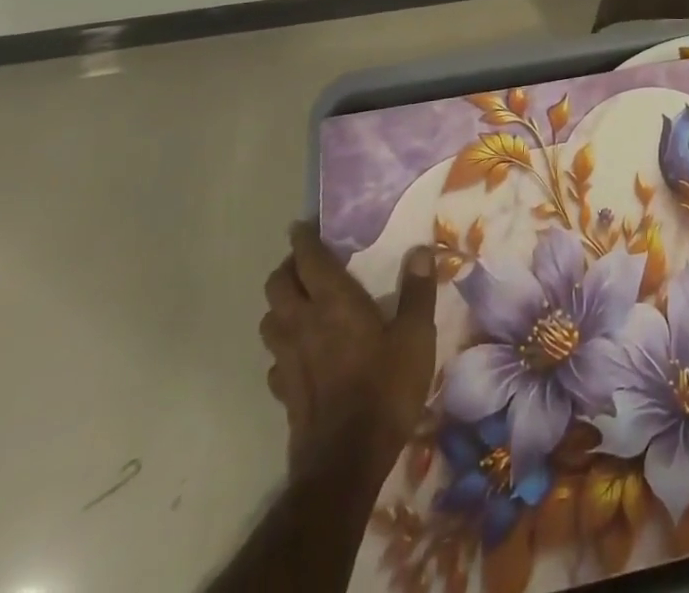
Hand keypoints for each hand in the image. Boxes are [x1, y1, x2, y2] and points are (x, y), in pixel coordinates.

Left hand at [260, 220, 437, 481]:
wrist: (347, 461)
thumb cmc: (385, 388)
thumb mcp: (415, 336)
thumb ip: (417, 291)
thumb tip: (420, 250)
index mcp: (334, 302)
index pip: (308, 259)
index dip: (303, 239)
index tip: (303, 226)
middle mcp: (303, 324)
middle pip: (277, 286)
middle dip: (287, 268)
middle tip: (307, 263)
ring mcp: (289, 360)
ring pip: (269, 320)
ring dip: (280, 306)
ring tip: (301, 303)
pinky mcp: (285, 392)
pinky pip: (275, 359)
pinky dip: (283, 347)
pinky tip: (301, 353)